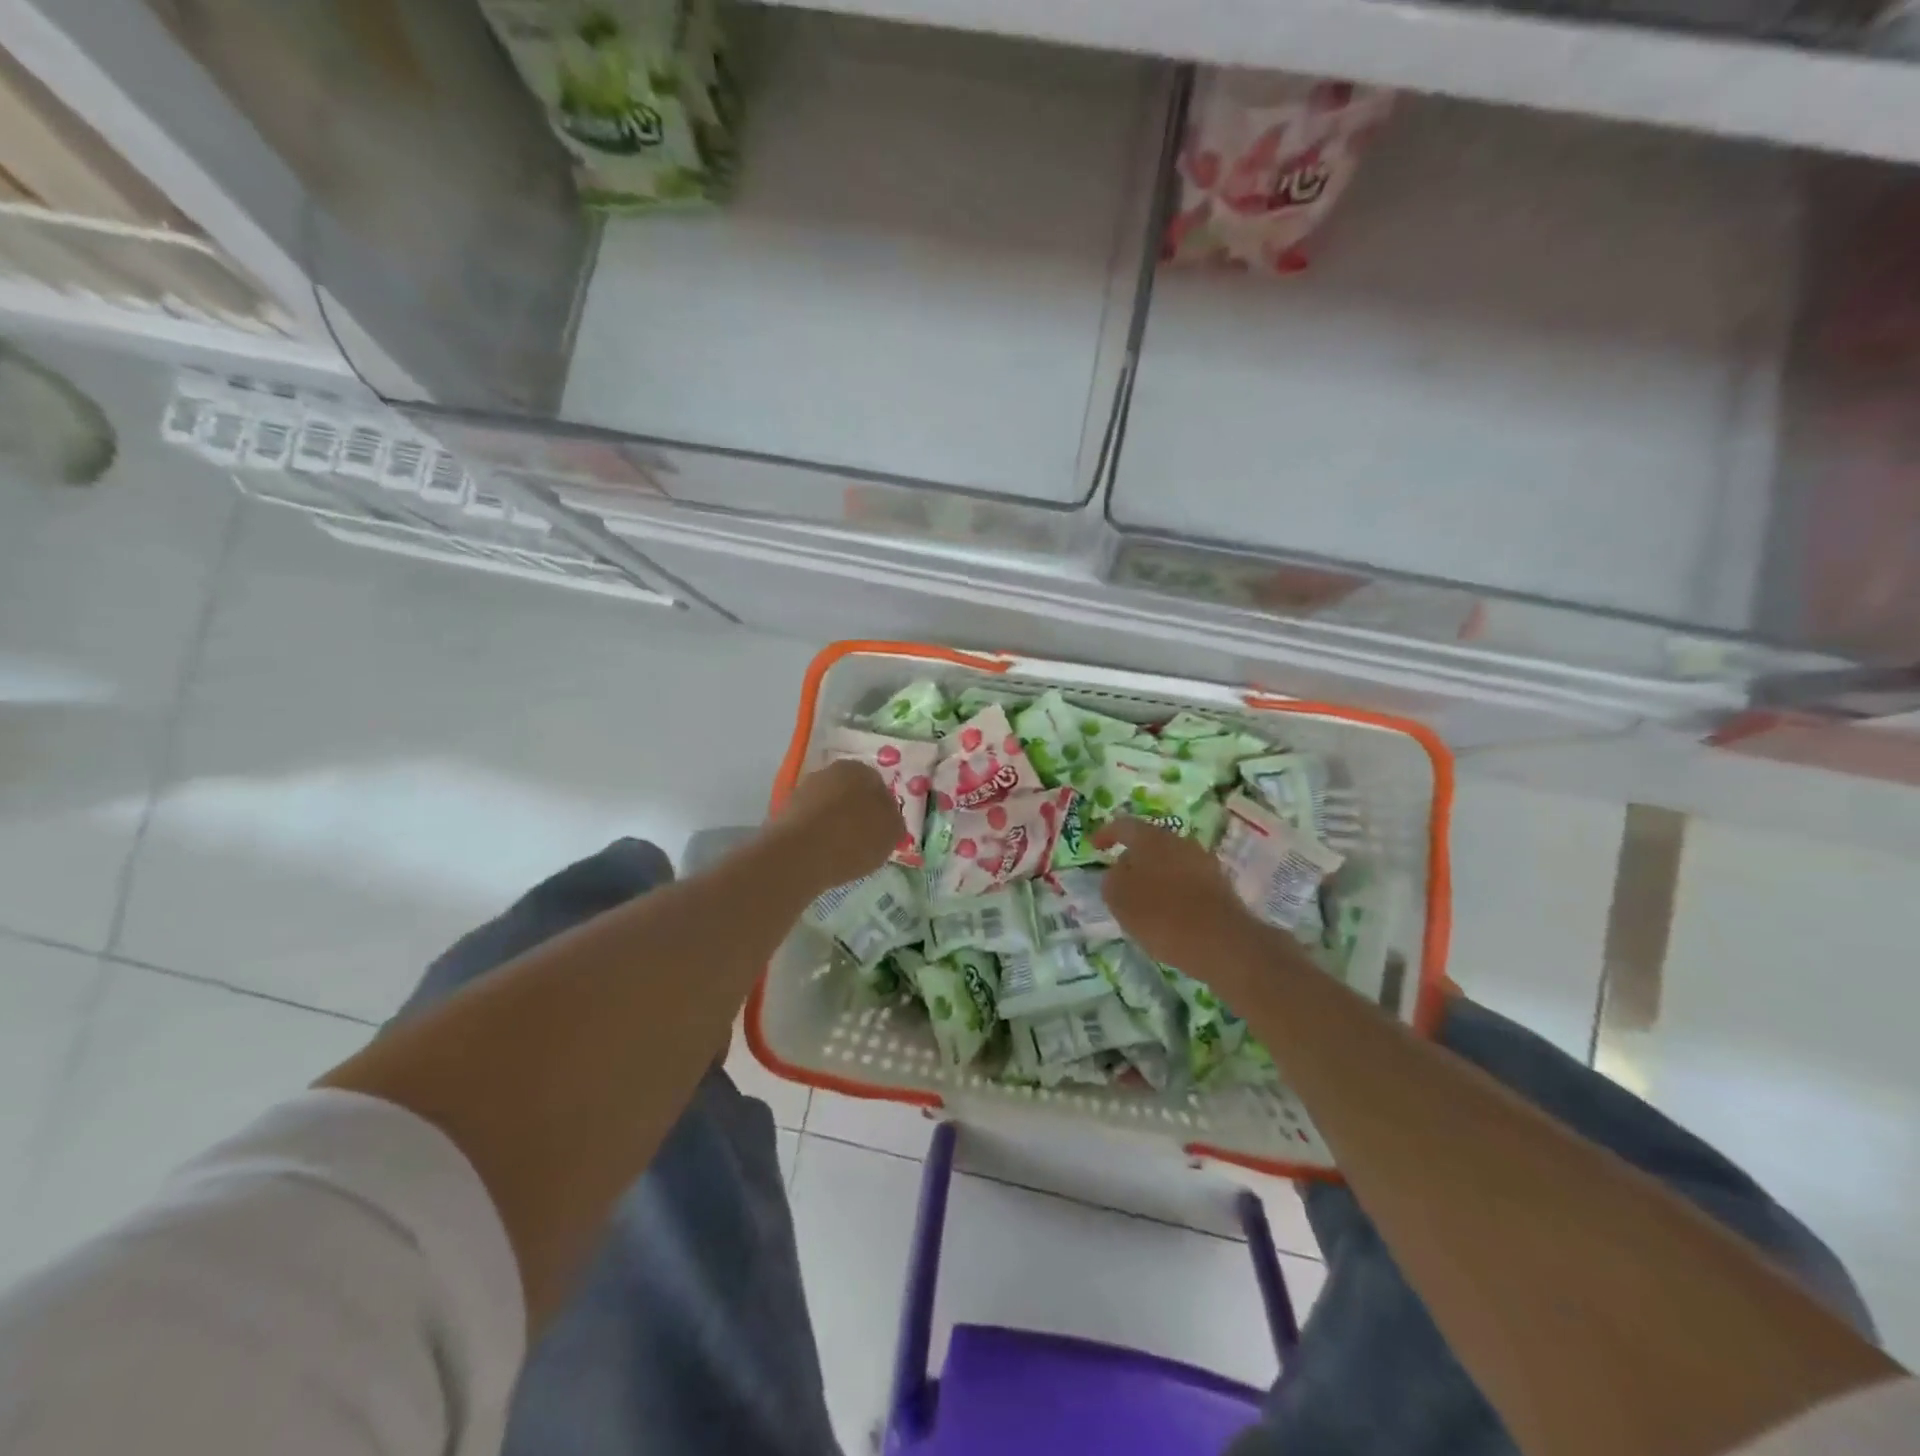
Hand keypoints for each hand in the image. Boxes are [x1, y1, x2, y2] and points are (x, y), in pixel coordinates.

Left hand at [773, 759, 903, 888]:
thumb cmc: (854, 839)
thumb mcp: (891, 833)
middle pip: (851, 792)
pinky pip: (810, 821)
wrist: (799, 855)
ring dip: (835, 821)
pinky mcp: (785, 810)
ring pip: (828, 805)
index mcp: (861, 769)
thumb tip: (888, 817)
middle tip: (864, 838)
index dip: (883, 808)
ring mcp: (804, 789)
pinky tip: (822, 852)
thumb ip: (894, 820)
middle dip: (857, 811)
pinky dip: (817, 833)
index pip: (878, 784)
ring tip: (842, 850)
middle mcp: (831, 771)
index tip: (883, 829)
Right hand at [1093, 817, 1261, 973]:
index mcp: (1150, 838)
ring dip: (1154, 874)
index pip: (1123, 825)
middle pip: (1149, 842)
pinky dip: (1173, 889)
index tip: (1095, 846)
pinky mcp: (1219, 883)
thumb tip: (1119, 870)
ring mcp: (1203, 861)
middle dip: (1133, 857)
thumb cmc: (1162, 916)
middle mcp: (1178, 841)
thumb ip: (1112, 879)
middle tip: (1119, 878)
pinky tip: (1168, 911)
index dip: (1106, 833)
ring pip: (1170, 861)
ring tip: (1143, 898)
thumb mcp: (1120, 900)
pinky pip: (1187, 879)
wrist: (1222, 941)